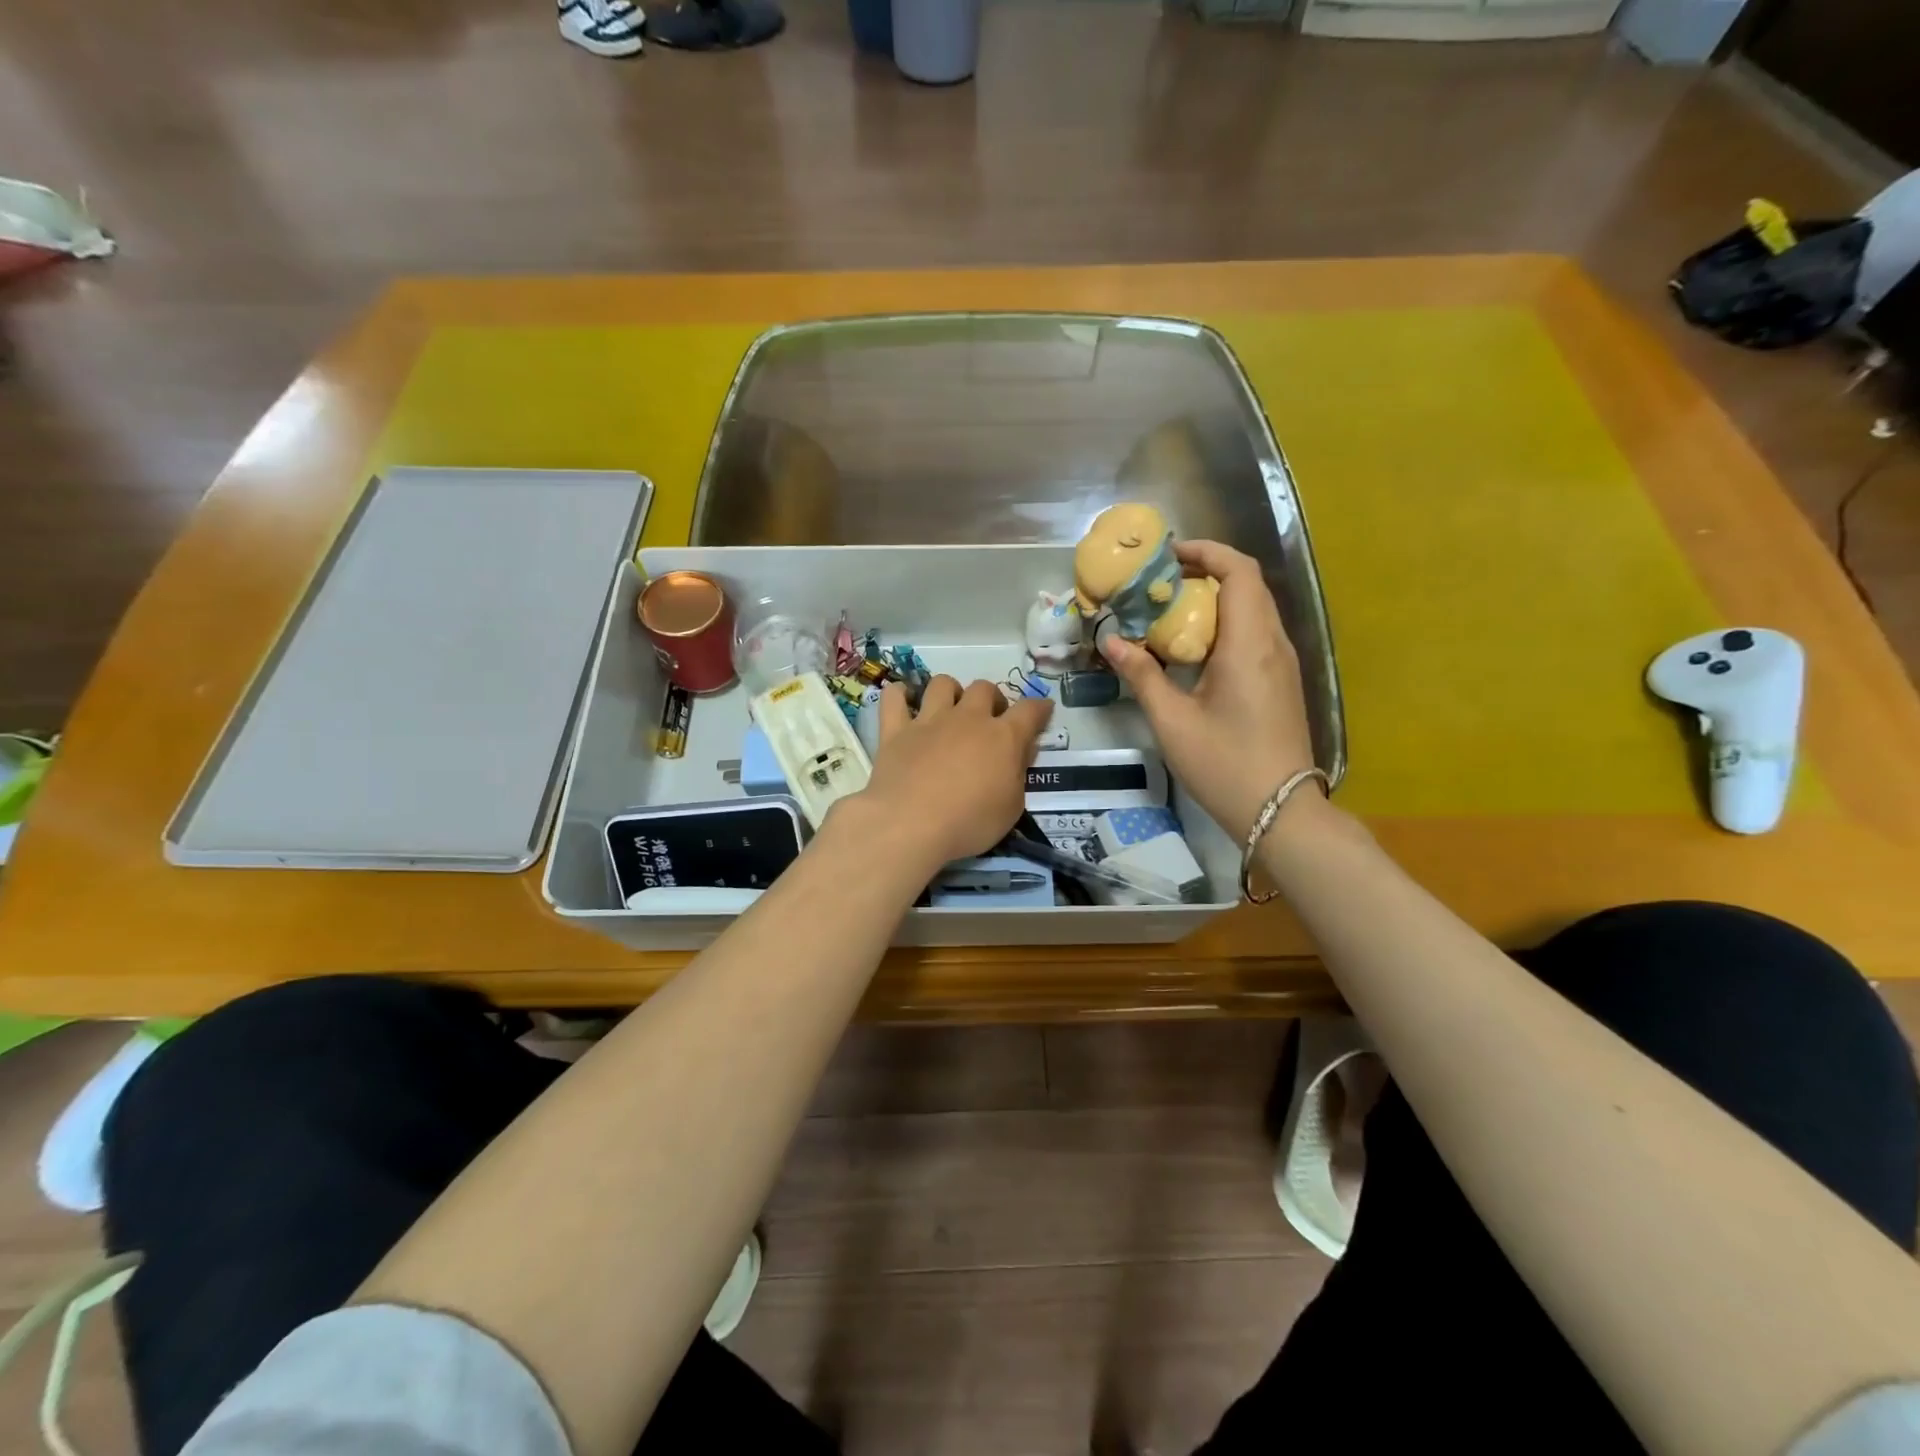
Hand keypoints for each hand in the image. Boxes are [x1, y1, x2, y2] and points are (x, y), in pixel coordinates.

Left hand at [847, 675, 1052, 874]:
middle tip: (990, 720)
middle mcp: (967, 719)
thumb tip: (1023, 749)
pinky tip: (903, 702)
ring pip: (942, 684)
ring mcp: (928, 721)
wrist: (910, 825)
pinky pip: (894, 698)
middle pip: (984, 688)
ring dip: (950, 691)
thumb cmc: (969, 823)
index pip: (1030, 710)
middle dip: (992, 699)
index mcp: (1003, 737)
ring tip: (950, 709)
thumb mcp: (1011, 807)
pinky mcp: (895, 730)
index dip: (1039, 708)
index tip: (1043, 710)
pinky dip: (899, 696)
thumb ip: (1018, 773)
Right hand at [1104, 540, 1317, 841]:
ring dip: (1216, 599)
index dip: (1207, 552)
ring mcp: (1283, 663)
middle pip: (1247, 585)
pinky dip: (1226, 624)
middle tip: (1161, 583)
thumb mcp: (1172, 721)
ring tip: (1171, 611)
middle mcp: (1274, 643)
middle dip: (1206, 572)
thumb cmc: (1223, 764)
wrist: (1280, 811)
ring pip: (1254, 609)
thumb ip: (1142, 675)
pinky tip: (1195, 649)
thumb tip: (1111, 640)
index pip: (1239, 572)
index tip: (1169, 555)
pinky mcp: (1283, 681)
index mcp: (1249, 644)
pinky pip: (1256, 634)